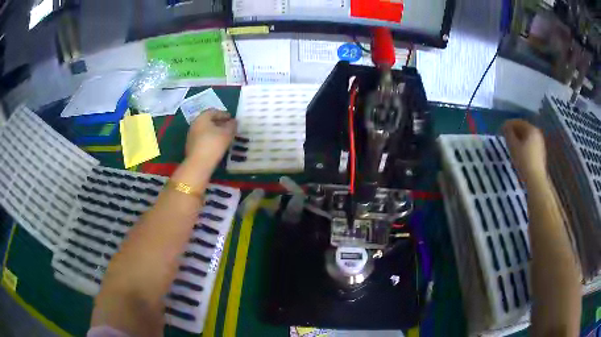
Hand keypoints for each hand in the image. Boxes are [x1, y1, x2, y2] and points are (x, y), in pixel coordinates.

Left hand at [185, 109, 235, 164]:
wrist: (198, 164)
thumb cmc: (213, 144)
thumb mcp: (227, 133)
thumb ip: (231, 125)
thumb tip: (233, 121)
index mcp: (202, 118)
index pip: (214, 112)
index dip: (224, 114)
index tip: (232, 119)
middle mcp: (195, 124)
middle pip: (208, 121)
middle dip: (219, 123)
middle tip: (229, 127)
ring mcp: (191, 136)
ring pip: (205, 130)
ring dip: (214, 131)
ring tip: (224, 137)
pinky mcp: (191, 146)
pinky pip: (202, 139)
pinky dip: (210, 139)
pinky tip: (217, 145)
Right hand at [502, 119, 546, 183]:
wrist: (536, 179)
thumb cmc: (524, 161)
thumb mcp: (513, 146)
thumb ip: (508, 134)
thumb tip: (505, 127)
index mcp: (531, 129)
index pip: (517, 122)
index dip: (508, 124)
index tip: (500, 130)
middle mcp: (537, 133)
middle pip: (523, 128)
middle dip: (514, 131)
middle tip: (505, 137)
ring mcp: (540, 143)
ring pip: (527, 137)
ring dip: (518, 139)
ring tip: (511, 145)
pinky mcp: (540, 152)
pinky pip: (530, 144)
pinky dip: (523, 145)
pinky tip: (519, 152)